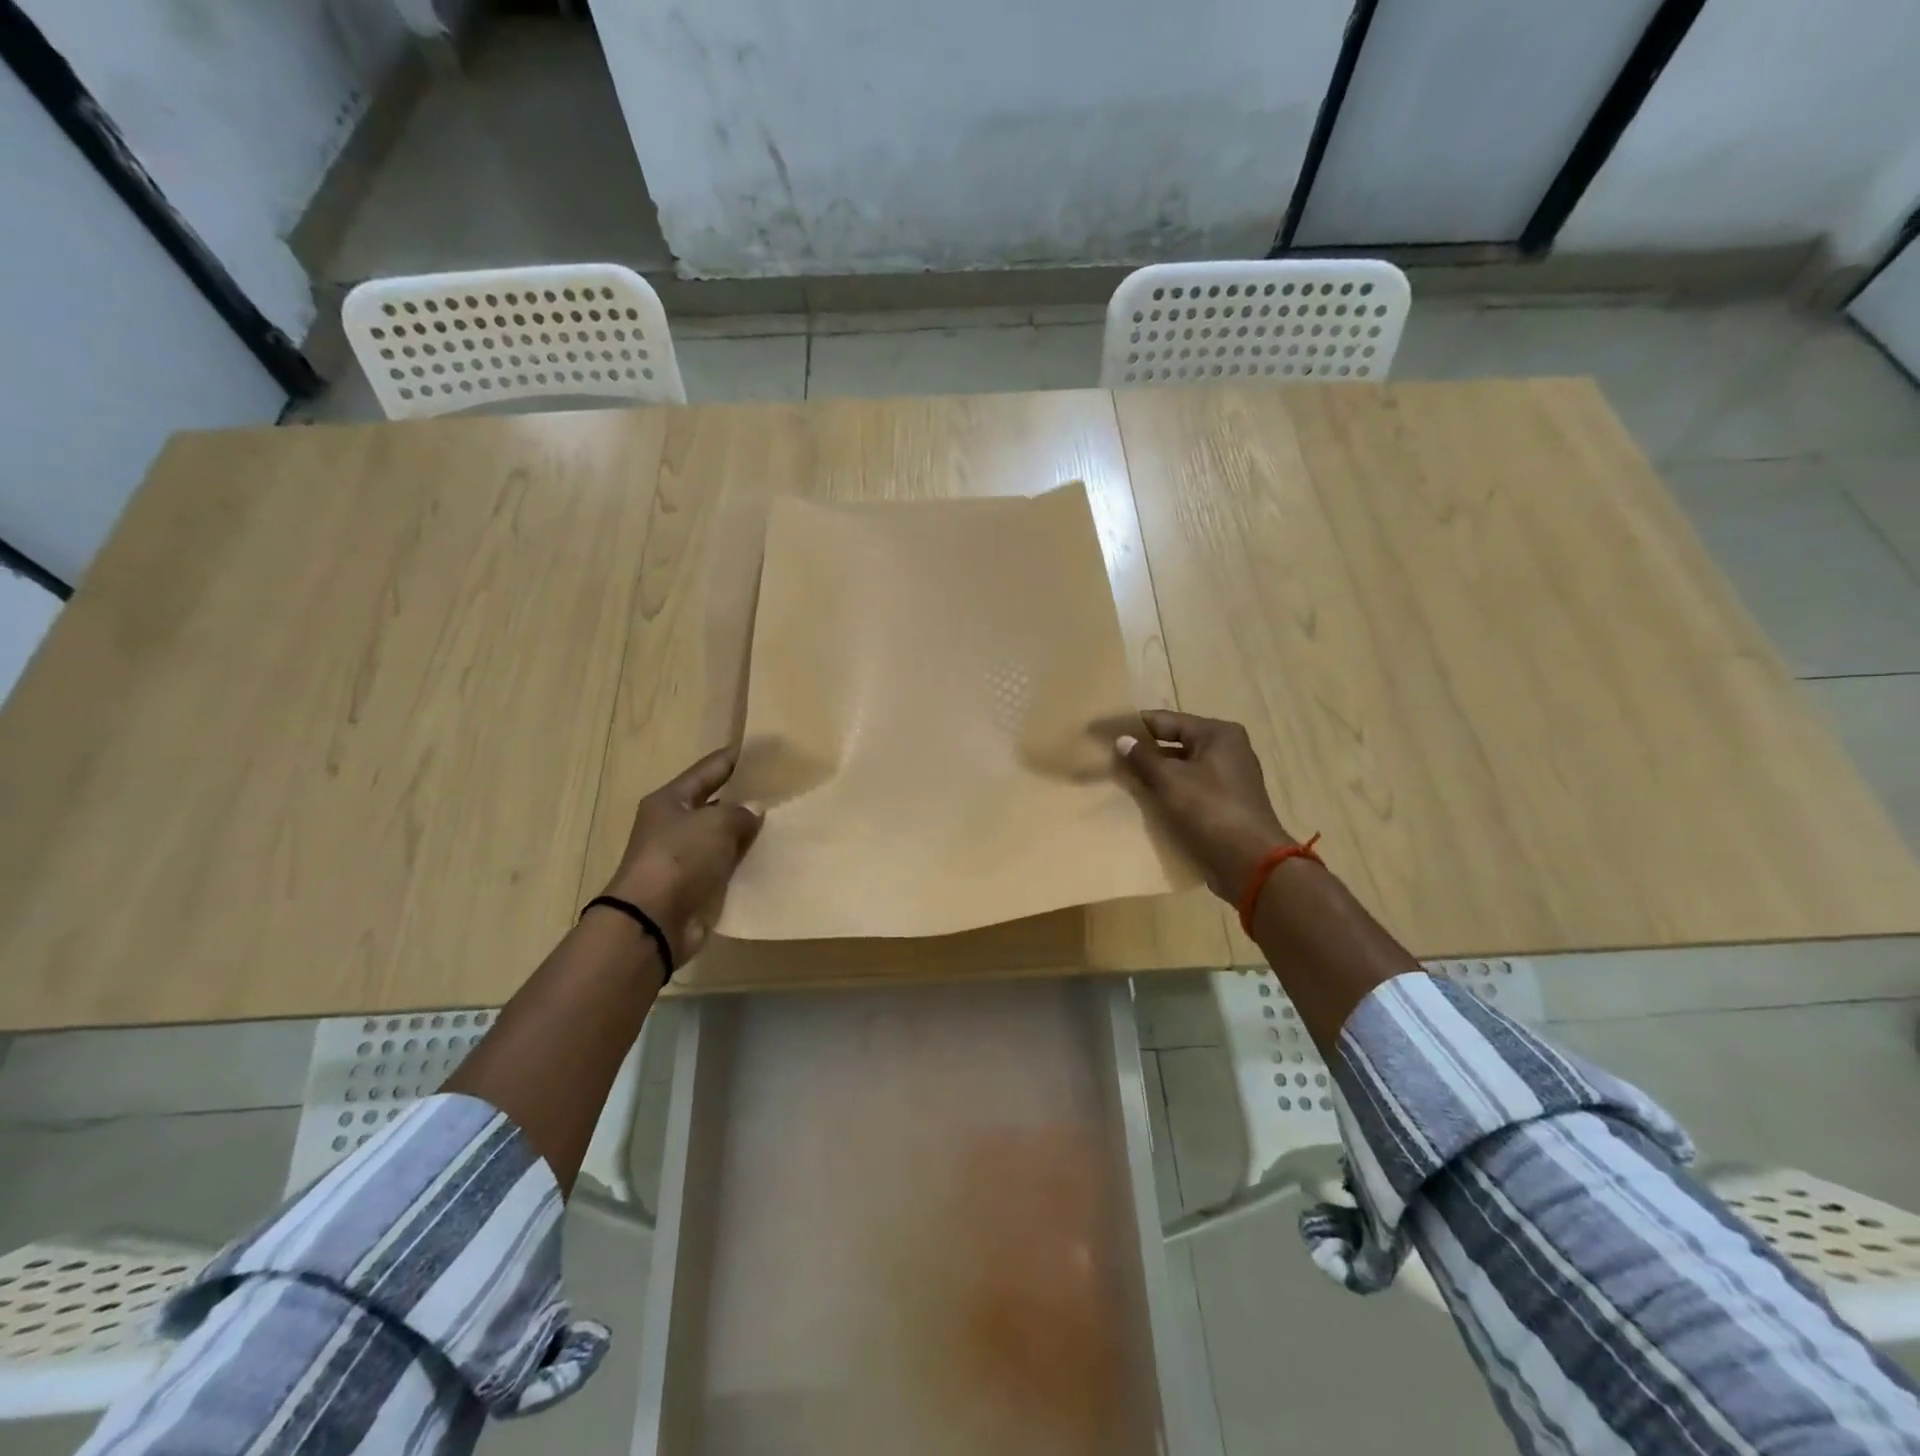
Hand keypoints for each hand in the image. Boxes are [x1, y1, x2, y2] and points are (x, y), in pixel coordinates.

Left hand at [601, 747, 763, 962]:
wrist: (654, 920)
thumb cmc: (680, 858)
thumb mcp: (716, 823)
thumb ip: (741, 812)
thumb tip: (755, 810)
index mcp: (671, 800)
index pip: (710, 769)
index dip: (737, 757)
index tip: (766, 750)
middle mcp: (675, 824)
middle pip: (717, 802)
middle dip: (747, 796)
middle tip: (784, 787)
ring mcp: (686, 857)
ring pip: (725, 836)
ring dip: (749, 831)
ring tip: (787, 819)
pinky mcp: (697, 885)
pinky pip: (728, 864)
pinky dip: (747, 860)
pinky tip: (774, 854)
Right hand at [1116, 711, 1292, 901]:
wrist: (1250, 863)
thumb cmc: (1210, 811)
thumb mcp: (1170, 781)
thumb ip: (1143, 758)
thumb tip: (1122, 739)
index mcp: (1218, 734)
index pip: (1167, 720)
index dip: (1135, 726)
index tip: (1106, 731)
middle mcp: (1226, 749)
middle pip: (1175, 742)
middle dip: (1144, 751)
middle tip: (1110, 756)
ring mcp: (1228, 777)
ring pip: (1181, 767)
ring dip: (1155, 773)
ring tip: (1122, 778)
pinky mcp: (1224, 802)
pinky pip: (1189, 787)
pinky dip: (1169, 790)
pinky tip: (1146, 799)